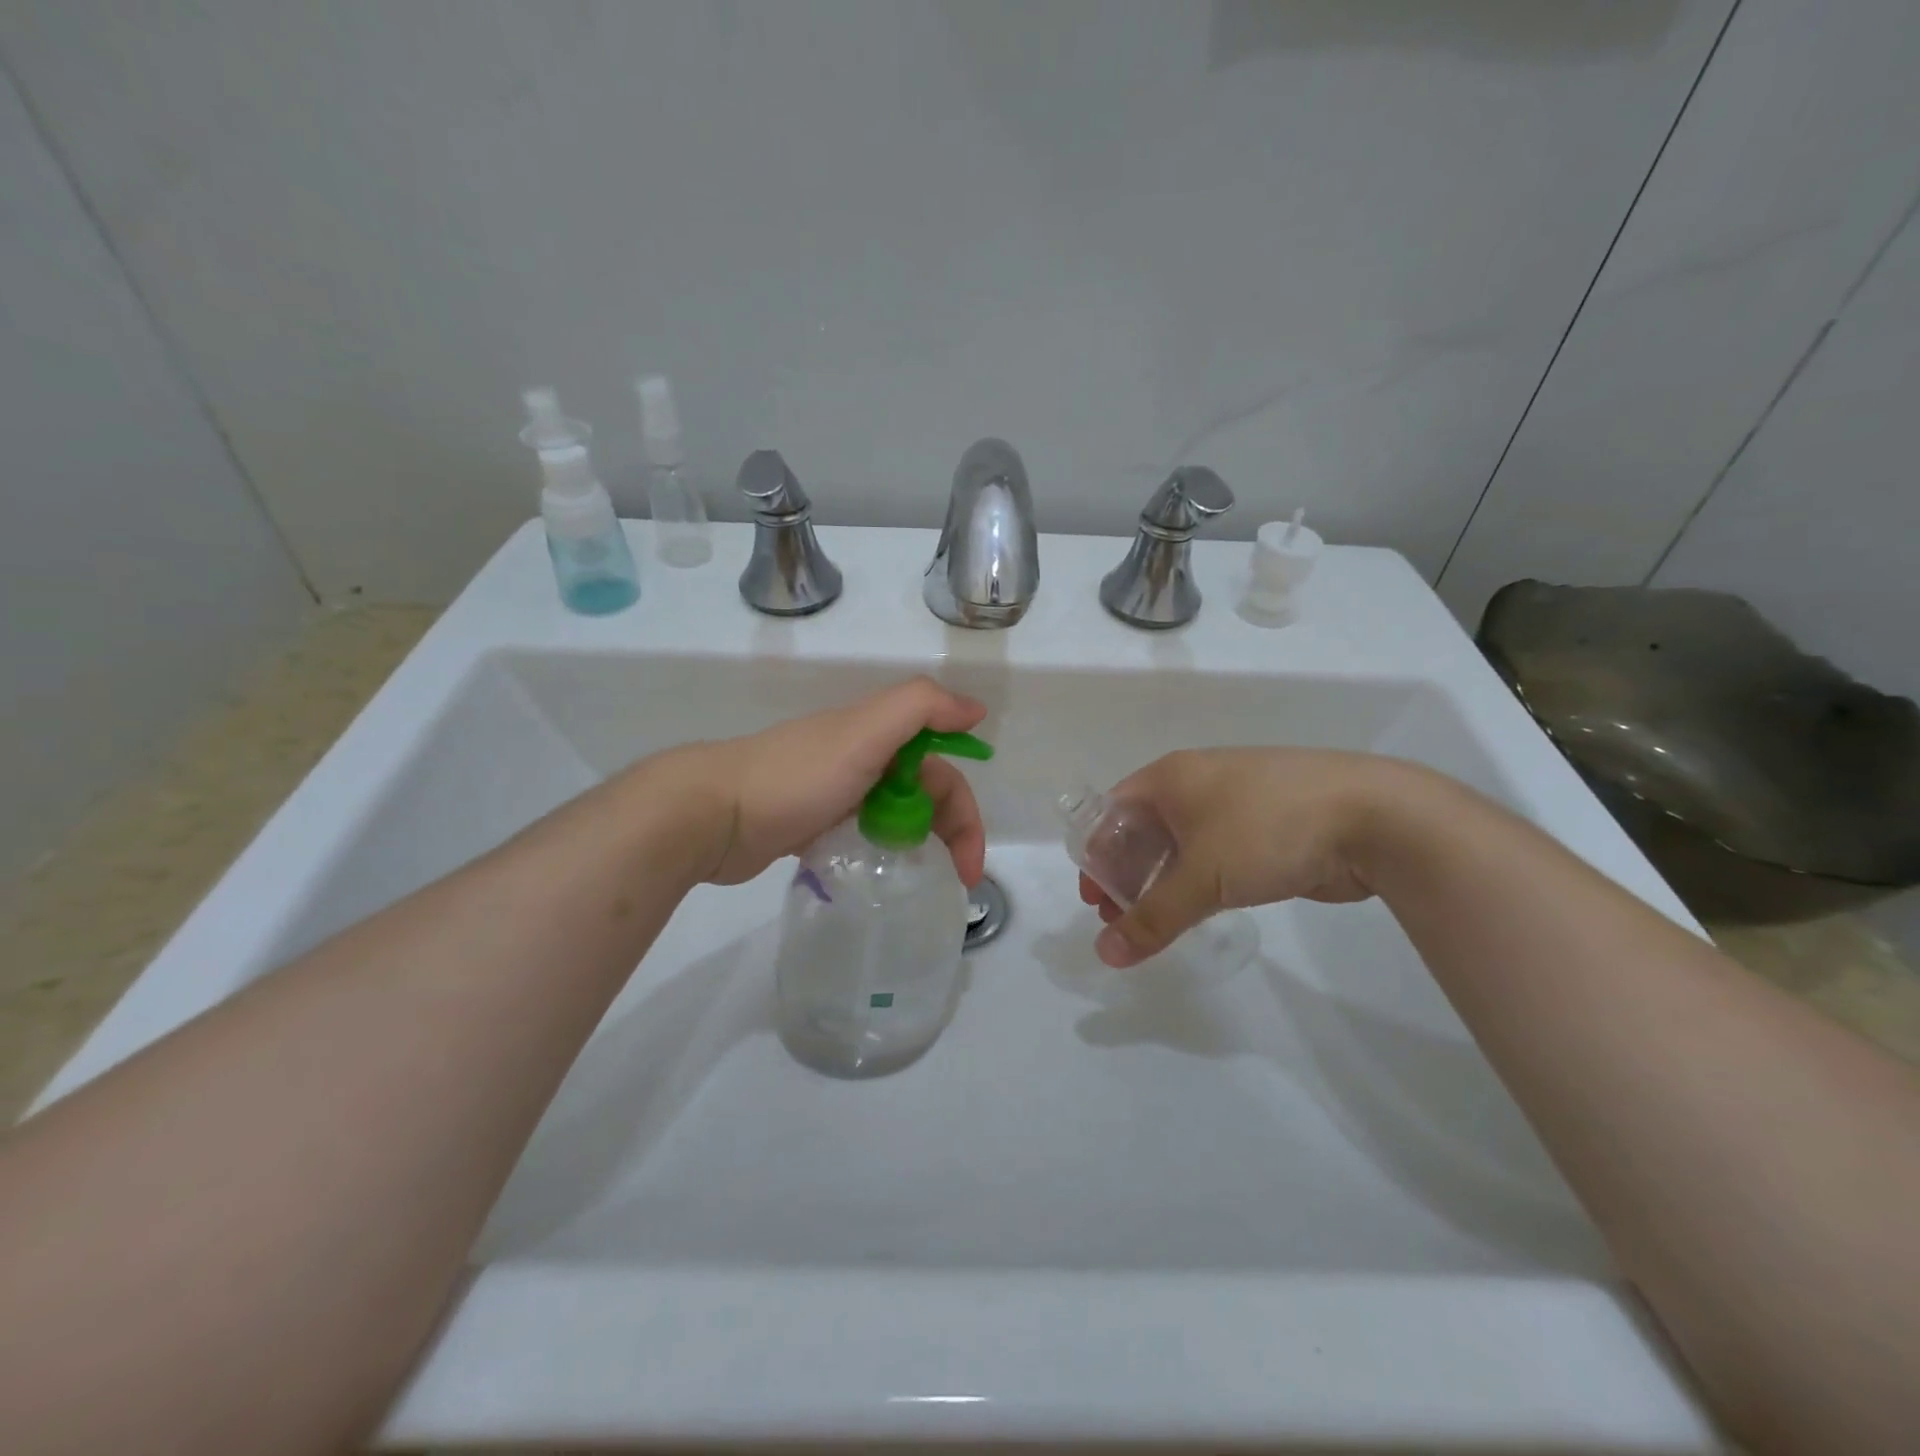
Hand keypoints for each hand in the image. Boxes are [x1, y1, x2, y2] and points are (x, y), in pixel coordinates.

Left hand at [672, 676, 988, 886]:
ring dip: (917, 844)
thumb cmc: (796, 777)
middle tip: (957, 881)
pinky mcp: (811, 824)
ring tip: (921, 882)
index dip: (965, 811)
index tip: (969, 867)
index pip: (942, 772)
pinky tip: (879, 874)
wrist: (711, 814)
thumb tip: (975, 709)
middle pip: (924, 795)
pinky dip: (879, 850)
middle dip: (949, 833)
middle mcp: (862, 759)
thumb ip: (921, 708)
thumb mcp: (863, 732)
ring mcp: (835, 793)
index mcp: (879, 736)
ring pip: (894, 815)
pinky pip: (861, 834)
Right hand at [1082, 748, 1420, 966]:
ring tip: (1155, 924)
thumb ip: (1151, 918)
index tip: (1094, 900)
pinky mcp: (1265, 827)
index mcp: (1171, 777)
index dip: (1096, 855)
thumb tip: (1105, 956)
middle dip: (1127, 874)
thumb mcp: (1201, 876)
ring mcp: (1234, 803)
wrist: (1373, 816)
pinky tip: (1199, 910)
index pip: (1112, 812)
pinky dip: (1197, 881)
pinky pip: (1214, 854)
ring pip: (1180, 845)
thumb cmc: (1267, 829)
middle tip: (1120, 920)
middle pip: (1143, 830)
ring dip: (1161, 882)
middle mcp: (1196, 783)